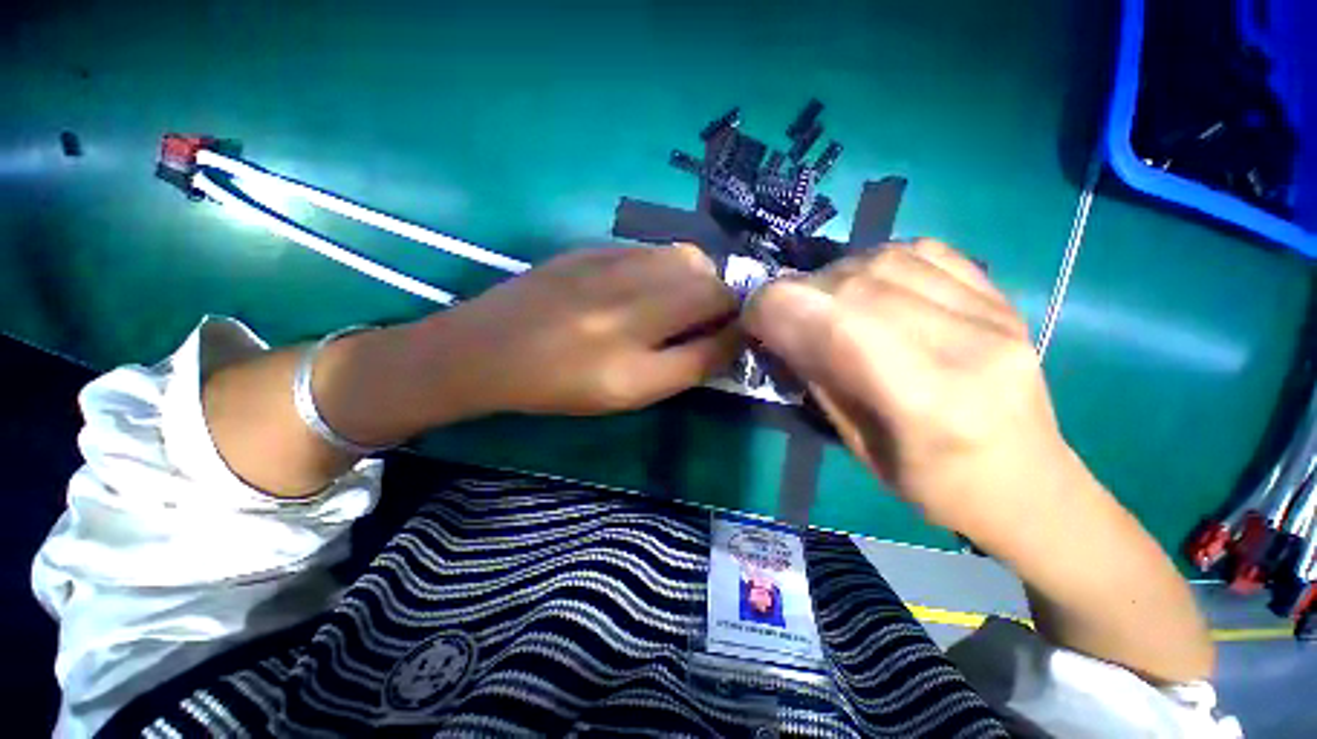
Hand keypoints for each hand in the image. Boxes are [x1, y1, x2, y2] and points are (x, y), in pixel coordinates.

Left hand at [416, 245, 738, 416]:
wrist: (488, 350)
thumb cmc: (563, 382)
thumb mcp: (635, 390)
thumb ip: (693, 363)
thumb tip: (734, 339)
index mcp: (647, 317)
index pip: (722, 302)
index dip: (734, 321)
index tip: (724, 341)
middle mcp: (636, 276)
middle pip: (707, 272)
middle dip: (715, 301)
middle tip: (694, 330)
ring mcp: (612, 254)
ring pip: (681, 256)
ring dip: (690, 283)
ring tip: (668, 312)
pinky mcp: (592, 246)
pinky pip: (648, 251)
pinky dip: (660, 272)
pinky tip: (636, 295)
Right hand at [743, 239, 1060, 536]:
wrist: (1027, 481)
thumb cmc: (933, 483)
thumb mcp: (856, 444)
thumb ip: (815, 377)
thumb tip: (776, 329)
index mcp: (925, 400)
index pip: (831, 322)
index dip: (774, 310)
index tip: (752, 321)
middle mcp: (964, 343)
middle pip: (852, 284)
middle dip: (797, 294)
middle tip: (784, 317)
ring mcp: (992, 311)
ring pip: (882, 258)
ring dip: (833, 277)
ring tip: (826, 306)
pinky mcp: (1000, 296)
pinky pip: (921, 251)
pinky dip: (877, 262)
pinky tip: (871, 288)